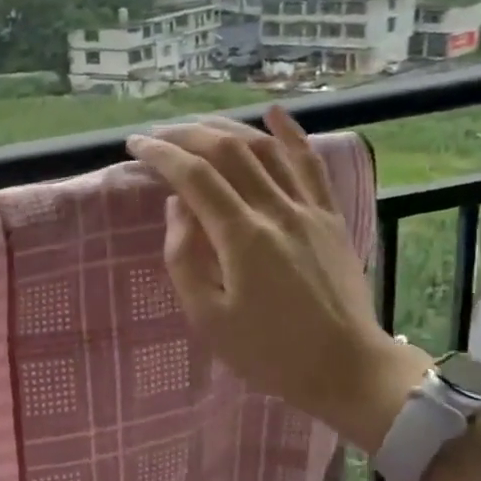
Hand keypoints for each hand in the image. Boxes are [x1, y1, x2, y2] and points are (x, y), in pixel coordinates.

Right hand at [126, 106, 427, 448]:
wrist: (345, 368)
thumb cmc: (268, 351)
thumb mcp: (208, 318)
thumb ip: (184, 258)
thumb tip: (178, 206)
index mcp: (242, 237)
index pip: (194, 177)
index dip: (161, 155)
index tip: (135, 145)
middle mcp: (276, 210)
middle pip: (228, 152)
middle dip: (187, 135)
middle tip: (159, 135)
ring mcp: (308, 209)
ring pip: (266, 149)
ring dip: (228, 129)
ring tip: (198, 126)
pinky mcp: (330, 216)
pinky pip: (311, 164)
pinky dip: (291, 134)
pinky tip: (274, 112)